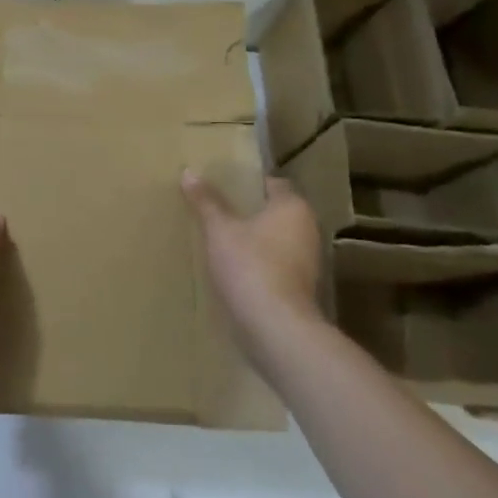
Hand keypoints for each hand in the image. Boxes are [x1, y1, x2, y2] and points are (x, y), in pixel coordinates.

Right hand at [182, 170, 323, 340]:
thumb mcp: (220, 229)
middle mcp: (308, 230)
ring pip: (274, 240)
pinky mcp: (299, 288)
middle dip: (248, 212)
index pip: (273, 184)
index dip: (248, 182)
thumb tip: (189, 172)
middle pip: (274, 212)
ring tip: (218, 238)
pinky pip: (274, 265)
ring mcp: (306, 261)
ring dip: (252, 240)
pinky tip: (231, 267)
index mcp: (293, 207)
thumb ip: (206, 201)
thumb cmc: (250, 265)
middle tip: (215, 209)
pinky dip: (256, 263)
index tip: (222, 184)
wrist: (274, 326)